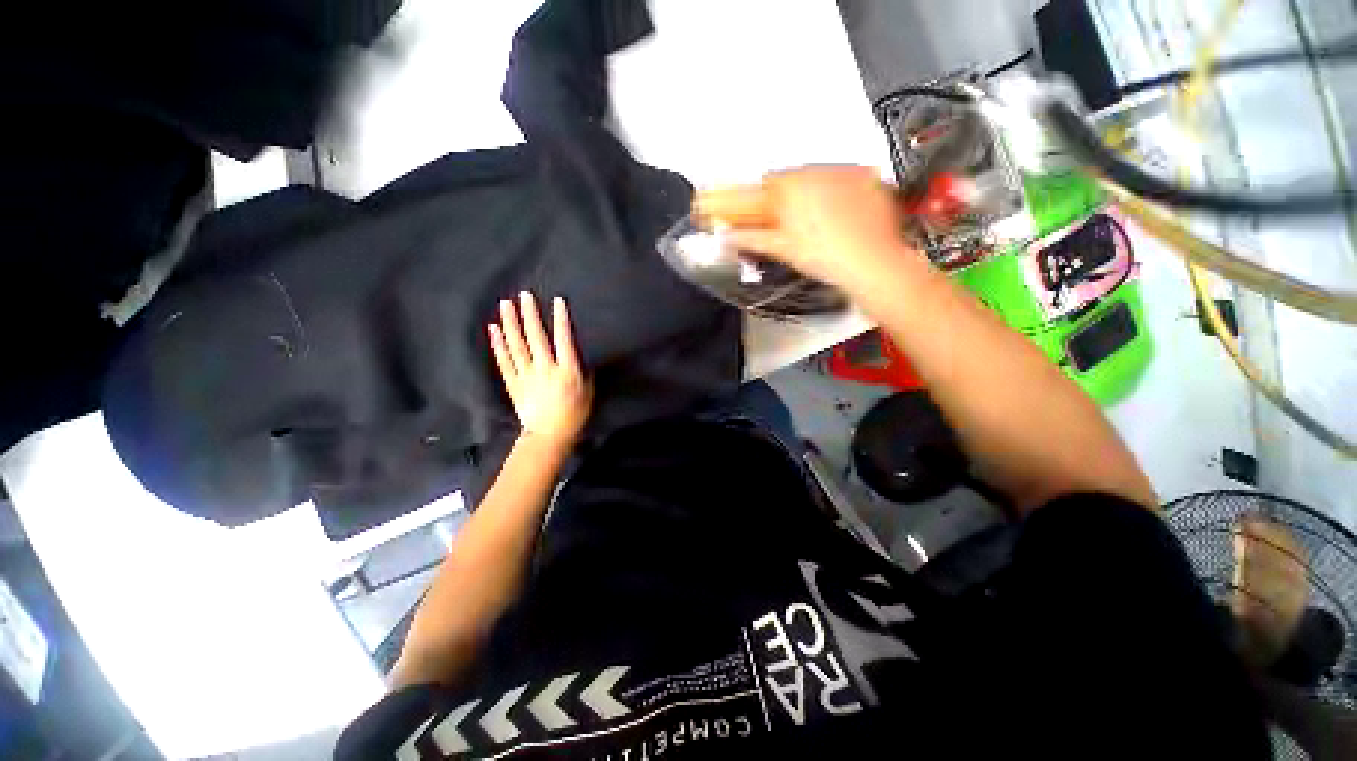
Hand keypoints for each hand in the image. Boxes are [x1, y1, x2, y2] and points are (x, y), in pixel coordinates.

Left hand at [489, 293, 593, 449]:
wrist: (549, 434)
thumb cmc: (574, 413)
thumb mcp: (587, 390)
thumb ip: (581, 369)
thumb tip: (575, 353)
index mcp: (566, 370)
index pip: (564, 339)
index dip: (561, 319)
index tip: (558, 301)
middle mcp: (545, 368)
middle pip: (535, 337)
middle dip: (530, 315)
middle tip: (524, 295)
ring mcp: (526, 375)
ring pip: (516, 345)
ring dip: (511, 323)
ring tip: (506, 305)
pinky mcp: (513, 382)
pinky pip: (504, 360)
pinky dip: (498, 344)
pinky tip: (493, 329)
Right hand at [694, 166, 919, 292]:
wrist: (875, 261)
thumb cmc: (827, 257)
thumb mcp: (784, 249)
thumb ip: (752, 238)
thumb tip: (727, 236)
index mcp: (789, 188)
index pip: (751, 190)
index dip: (731, 200)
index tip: (710, 204)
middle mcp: (813, 171)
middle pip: (778, 182)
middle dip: (766, 199)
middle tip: (757, 218)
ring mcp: (840, 171)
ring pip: (804, 180)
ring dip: (793, 196)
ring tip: (797, 221)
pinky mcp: (862, 178)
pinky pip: (832, 180)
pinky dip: (821, 193)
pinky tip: (825, 214)